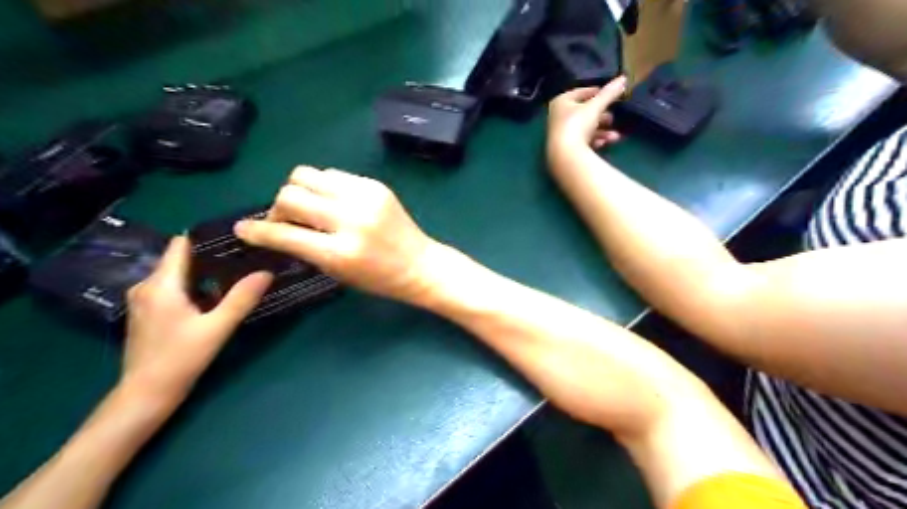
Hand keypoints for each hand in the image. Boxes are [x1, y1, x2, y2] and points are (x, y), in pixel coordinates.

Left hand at [124, 236, 271, 406]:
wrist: (146, 395)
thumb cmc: (180, 359)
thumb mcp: (217, 328)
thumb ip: (241, 298)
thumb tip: (266, 272)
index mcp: (161, 284)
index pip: (181, 244)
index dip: (208, 237)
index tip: (238, 236)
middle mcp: (147, 286)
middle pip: (181, 258)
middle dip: (212, 255)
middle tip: (246, 256)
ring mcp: (144, 300)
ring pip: (178, 273)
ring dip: (204, 271)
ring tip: (237, 272)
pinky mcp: (148, 312)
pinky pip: (173, 287)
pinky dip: (194, 285)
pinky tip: (217, 294)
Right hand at [234, 167, 439, 303]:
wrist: (419, 264)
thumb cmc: (379, 278)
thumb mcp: (337, 272)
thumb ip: (305, 248)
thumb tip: (273, 227)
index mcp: (340, 252)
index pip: (285, 234)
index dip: (257, 231)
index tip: (242, 229)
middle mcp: (350, 219)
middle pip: (290, 194)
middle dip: (278, 208)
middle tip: (286, 220)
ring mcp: (364, 197)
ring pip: (308, 174)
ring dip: (299, 191)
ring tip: (309, 207)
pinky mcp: (375, 185)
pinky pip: (333, 174)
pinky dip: (324, 186)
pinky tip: (332, 201)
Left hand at [548, 73, 627, 150]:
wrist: (565, 155)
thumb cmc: (577, 124)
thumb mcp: (596, 107)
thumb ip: (609, 94)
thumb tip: (623, 78)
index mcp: (560, 102)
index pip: (579, 93)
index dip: (595, 92)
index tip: (609, 94)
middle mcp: (558, 117)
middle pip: (583, 113)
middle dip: (600, 116)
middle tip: (612, 118)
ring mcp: (560, 134)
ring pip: (584, 129)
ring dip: (601, 131)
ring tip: (615, 135)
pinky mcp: (565, 148)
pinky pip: (582, 141)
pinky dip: (594, 141)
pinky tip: (605, 143)